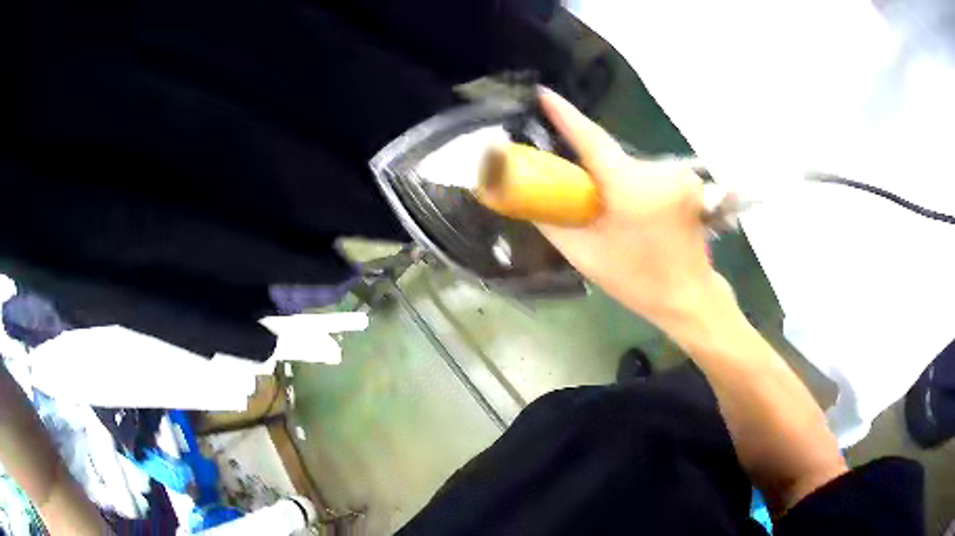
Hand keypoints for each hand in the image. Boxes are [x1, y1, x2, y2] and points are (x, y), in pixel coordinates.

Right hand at [536, 88, 733, 330]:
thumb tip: (526, 198)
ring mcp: (677, 175)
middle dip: (587, 166)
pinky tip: (634, 213)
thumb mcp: (586, 256)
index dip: (565, 114)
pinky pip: (646, 174)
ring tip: (609, 214)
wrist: (690, 297)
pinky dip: (632, 186)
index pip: (591, 138)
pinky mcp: (687, 182)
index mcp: (630, 187)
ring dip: (612, 181)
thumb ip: (552, 222)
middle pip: (609, 155)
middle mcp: (657, 171)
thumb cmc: (638, 281)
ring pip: (628, 166)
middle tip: (568, 187)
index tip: (544, 93)